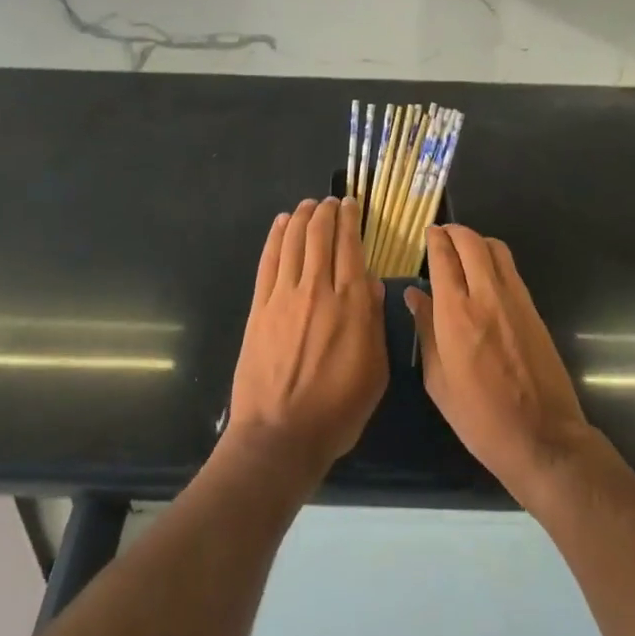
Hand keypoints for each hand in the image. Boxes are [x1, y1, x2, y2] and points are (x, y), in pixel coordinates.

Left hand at [226, 197, 386, 485]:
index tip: (351, 204)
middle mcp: (317, 290)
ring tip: (308, 204)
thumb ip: (373, 322)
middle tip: (330, 200)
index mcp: (350, 304)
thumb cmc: (337, 410)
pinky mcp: (259, 307)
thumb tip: (370, 283)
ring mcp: (284, 296)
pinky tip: (281, 224)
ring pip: (293, 241)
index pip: (350, 246)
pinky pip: (268, 261)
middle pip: (320, 236)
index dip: (350, 220)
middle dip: (326, 212)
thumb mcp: (375, 371)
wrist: (280, 435)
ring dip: (301, 217)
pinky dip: (275, 237)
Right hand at [408, 225, 595, 507]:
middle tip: (442, 235)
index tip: (427, 233)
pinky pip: (511, 269)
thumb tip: (414, 295)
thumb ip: (425, 331)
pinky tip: (485, 275)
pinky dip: (494, 259)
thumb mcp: (438, 381)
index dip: (434, 239)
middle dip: (454, 231)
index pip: (443, 257)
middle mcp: (486, 295)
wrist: (543, 438)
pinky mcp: (534, 308)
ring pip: (496, 248)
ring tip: (463, 251)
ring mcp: (515, 299)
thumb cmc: (479, 417)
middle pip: (471, 242)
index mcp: (456, 314)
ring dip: (477, 241)